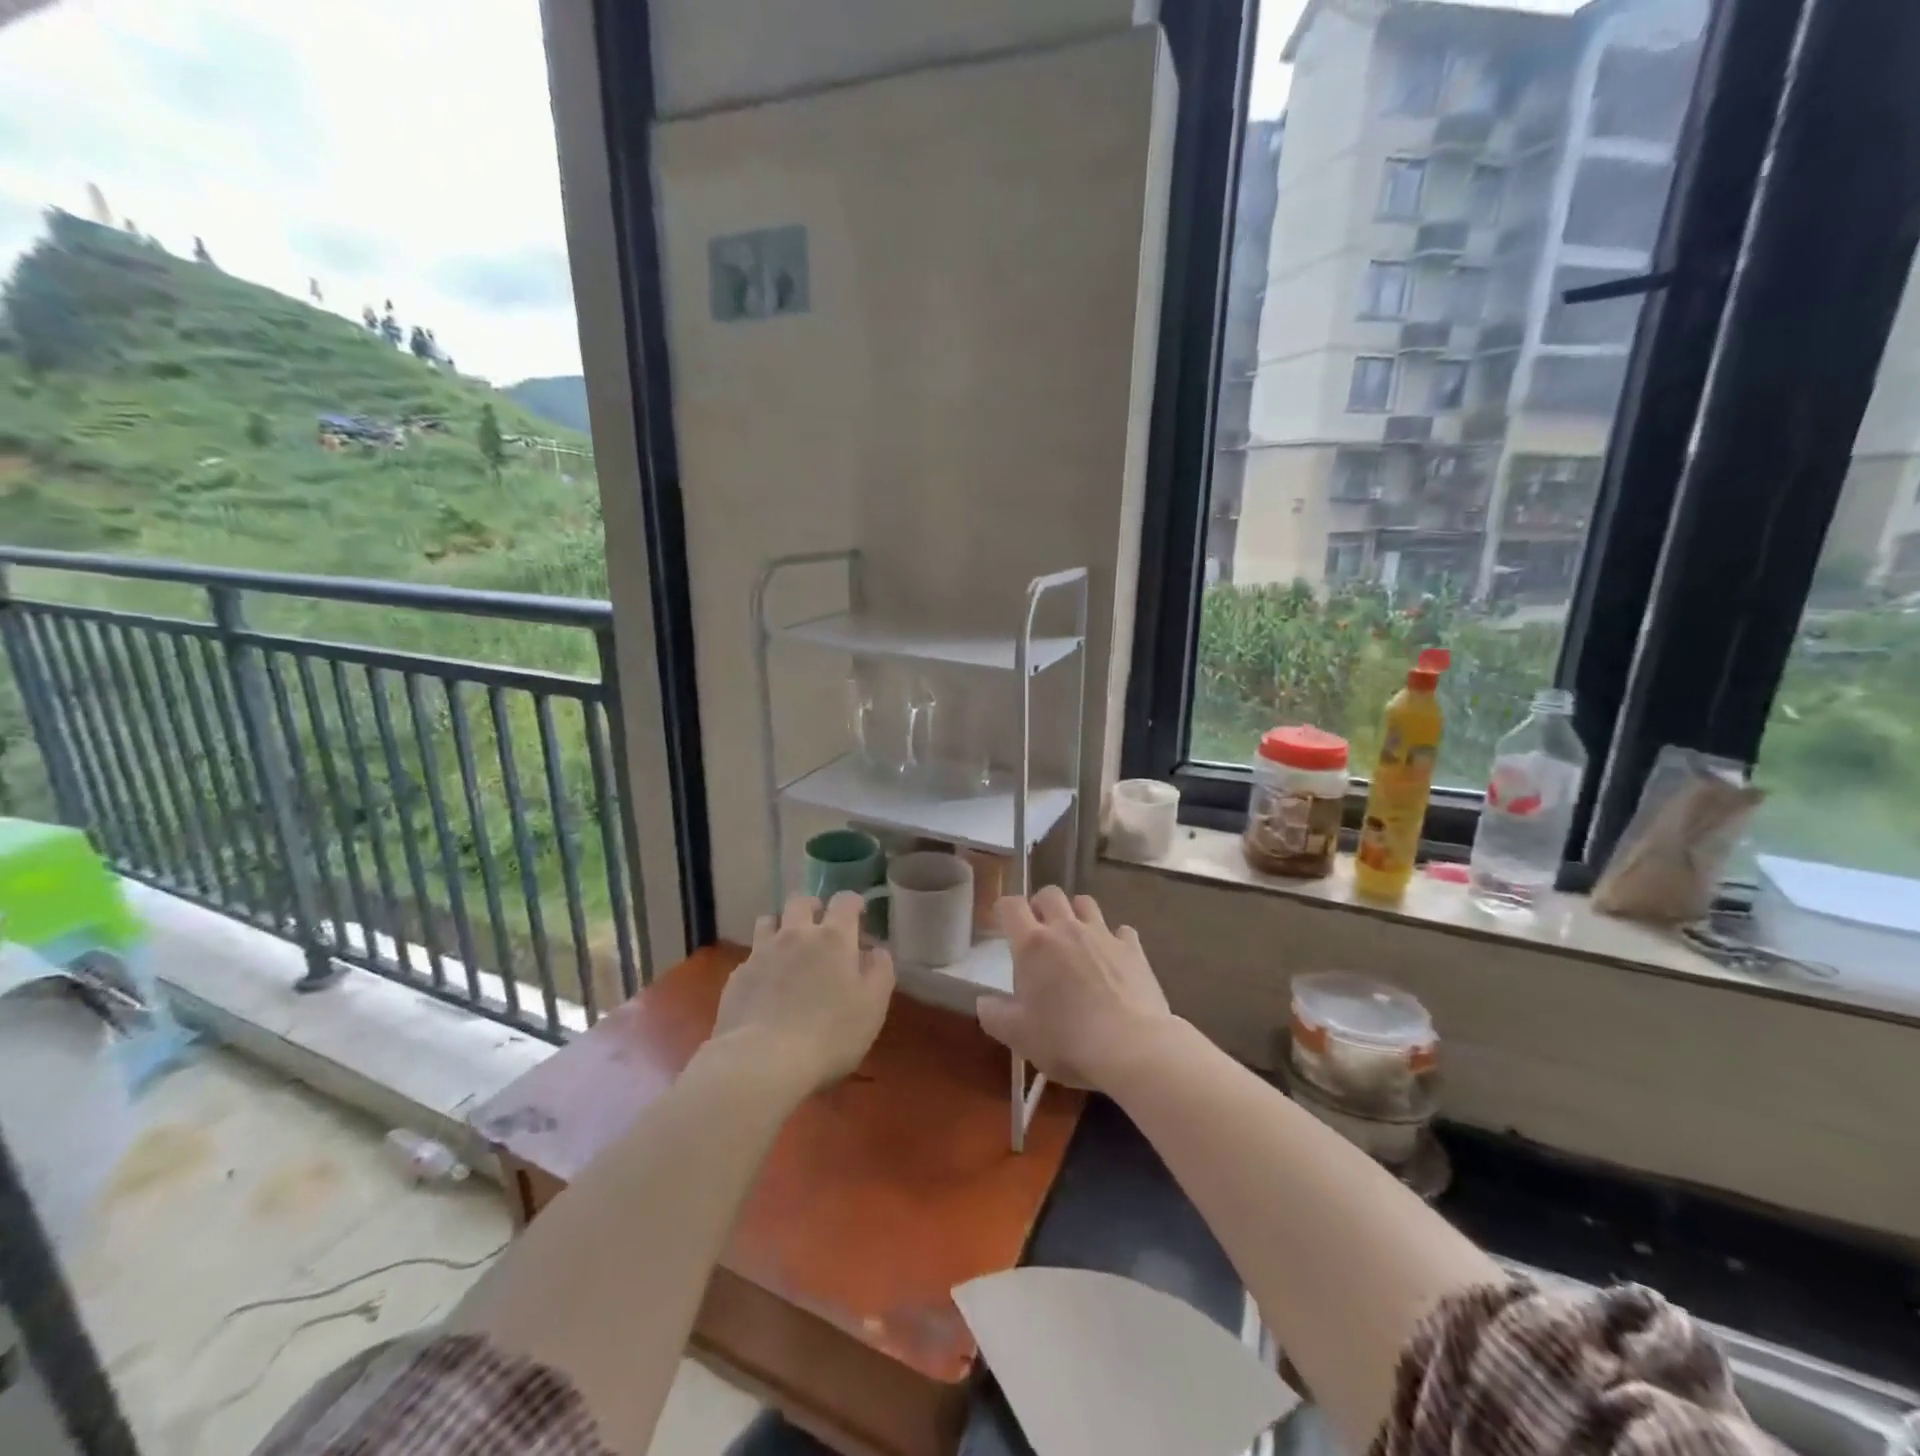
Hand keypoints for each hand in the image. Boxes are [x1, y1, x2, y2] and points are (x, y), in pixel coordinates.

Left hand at [712, 892, 894, 1094]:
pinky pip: (751, 956)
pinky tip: (766, 984)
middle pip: (800, 900)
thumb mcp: (873, 1007)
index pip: (844, 900)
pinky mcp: (738, 976)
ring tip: (788, 947)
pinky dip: (762, 961)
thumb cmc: (829, 1034)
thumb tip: (876, 951)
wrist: (762, 1061)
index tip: (858, 914)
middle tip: (821, 926)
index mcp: (833, 937)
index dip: (853, 902)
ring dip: (781, 926)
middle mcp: (796, 934)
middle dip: (812, 907)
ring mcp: (762, 952)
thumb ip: (880, 971)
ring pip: (769, 920)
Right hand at [976, 887, 1173, 1092]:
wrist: (1131, 1048)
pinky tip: (1113, 957)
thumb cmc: (1066, 1041)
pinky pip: (1121, 931)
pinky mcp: (1133, 949)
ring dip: (1076, 913)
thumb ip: (994, 1015)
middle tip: (1039, 929)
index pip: (1011, 906)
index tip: (1003, 921)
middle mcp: (1066, 929)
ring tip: (1075, 936)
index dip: (1004, 908)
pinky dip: (1114, 939)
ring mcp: (1103, 935)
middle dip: (1041, 905)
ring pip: (1085, 903)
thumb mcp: (1018, 1036)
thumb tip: (984, 1001)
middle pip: (1050, 894)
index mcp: (1033, 945)